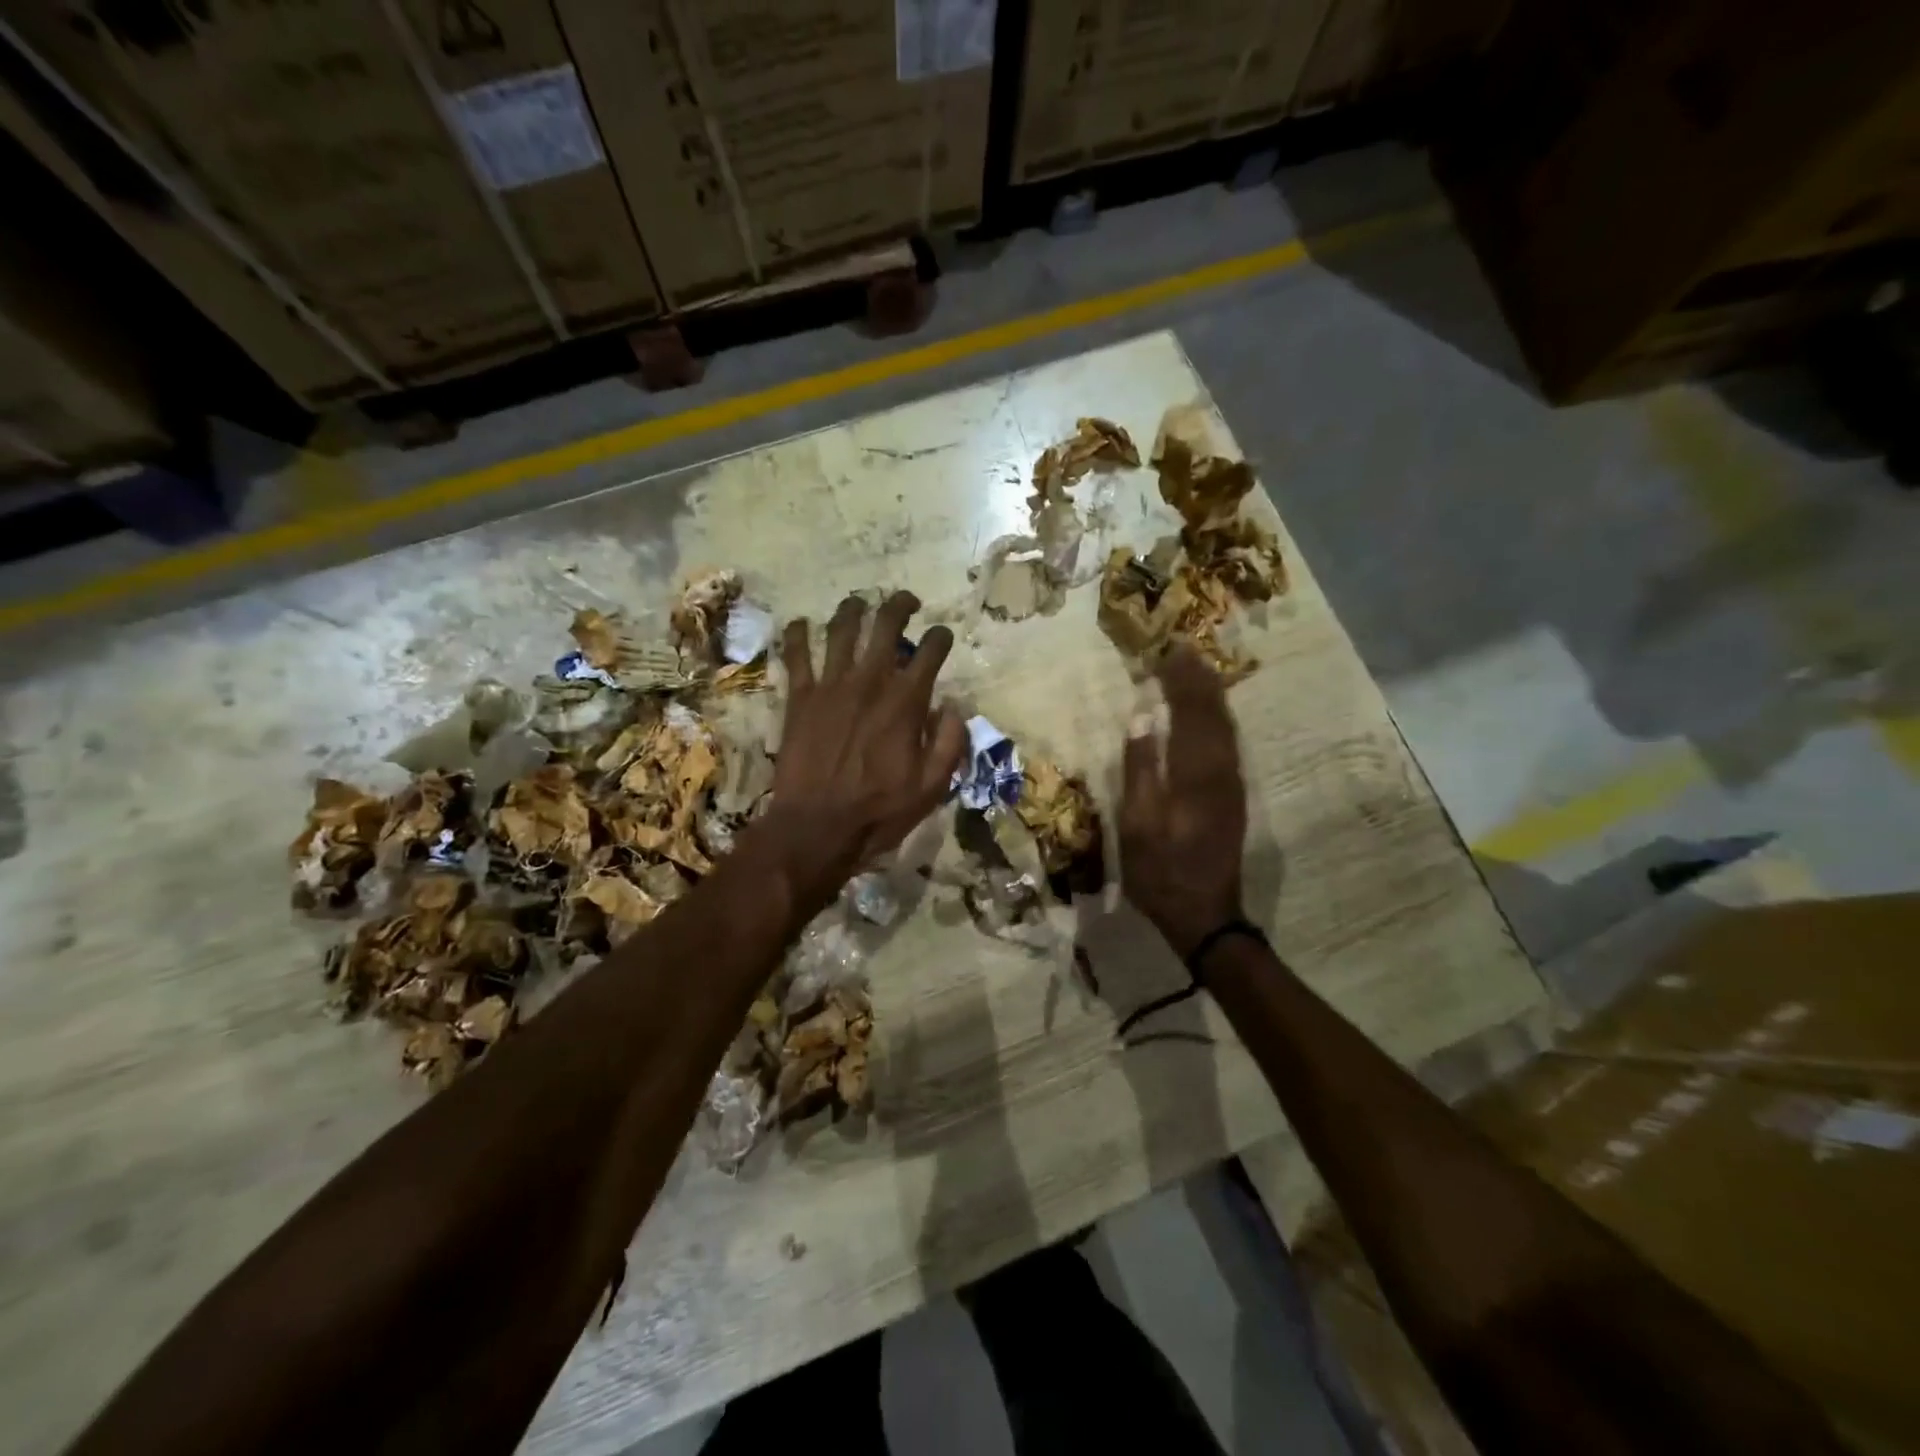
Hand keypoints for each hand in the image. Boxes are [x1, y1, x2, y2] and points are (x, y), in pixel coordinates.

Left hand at [757, 591, 966, 906]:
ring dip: (852, 609)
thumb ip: (950, 742)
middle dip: (900, 605)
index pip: (930, 652)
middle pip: (886, 625)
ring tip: (858, 604)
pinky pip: (796, 655)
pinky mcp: (800, 698)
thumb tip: (954, 708)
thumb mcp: (932, 786)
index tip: (943, 636)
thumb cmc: (879, 811)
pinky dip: (797, 635)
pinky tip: (800, 624)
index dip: (940, 637)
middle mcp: (870, 682)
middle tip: (906, 602)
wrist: (817, 826)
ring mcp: (831, 686)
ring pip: (841, 630)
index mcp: (905, 702)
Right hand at [1119, 648, 1247, 960]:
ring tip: (1197, 673)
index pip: (1190, 712)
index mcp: (1195, 773)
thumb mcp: (1138, 823)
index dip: (1181, 681)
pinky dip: (1217, 720)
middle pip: (1214, 714)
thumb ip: (1139, 768)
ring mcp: (1231, 785)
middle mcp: (1221, 771)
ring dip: (1211, 697)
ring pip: (1226, 728)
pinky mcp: (1233, 797)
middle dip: (1199, 681)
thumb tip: (1142, 717)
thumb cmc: (1160, 870)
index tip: (1169, 651)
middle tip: (1185, 651)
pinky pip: (1228, 744)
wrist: (1204, 914)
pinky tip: (1209, 716)